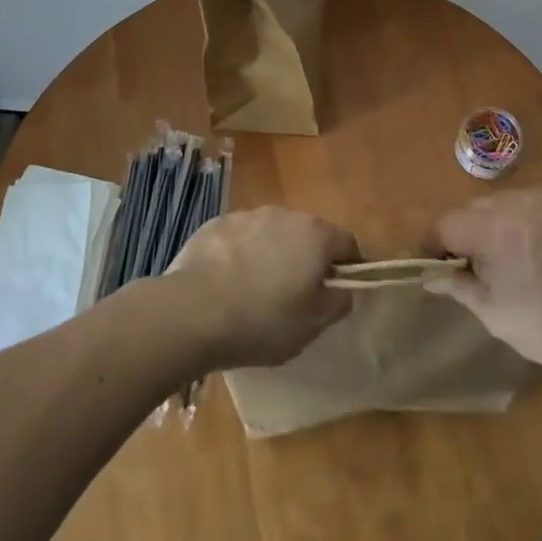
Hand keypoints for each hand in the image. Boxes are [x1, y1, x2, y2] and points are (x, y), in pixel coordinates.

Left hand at [168, 208, 359, 369]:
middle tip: (296, 295)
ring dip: (272, 254)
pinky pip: (240, 238)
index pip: (347, 242)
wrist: (194, 312)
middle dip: (307, 258)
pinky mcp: (216, 224)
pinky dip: (241, 254)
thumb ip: (337, 303)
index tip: (338, 291)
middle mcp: (285, 215)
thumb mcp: (312, 325)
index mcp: (316, 235)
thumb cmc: (264, 321)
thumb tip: (344, 289)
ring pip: (271, 233)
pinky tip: (227, 283)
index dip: (348, 266)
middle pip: (308, 234)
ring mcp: (248, 216)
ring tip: (256, 290)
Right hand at [428, 189, 541, 383]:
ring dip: (495, 223)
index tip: (438, 265)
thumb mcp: (496, 316)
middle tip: (476, 266)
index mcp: (494, 229)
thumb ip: (458, 286)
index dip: (434, 244)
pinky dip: (527, 219)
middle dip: (465, 233)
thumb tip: (430, 274)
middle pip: (472, 209)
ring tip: (510, 256)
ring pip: (503, 202)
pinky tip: (540, 246)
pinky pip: (535, 201)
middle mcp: (518, 201)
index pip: (445, 223)